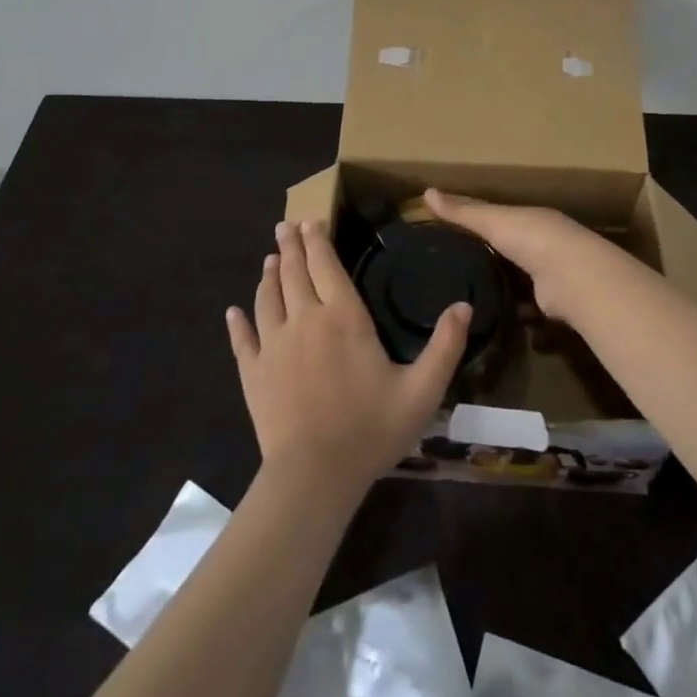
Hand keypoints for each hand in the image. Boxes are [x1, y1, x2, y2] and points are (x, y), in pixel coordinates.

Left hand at [226, 221, 471, 493]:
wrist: (314, 475)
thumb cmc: (371, 429)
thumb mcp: (422, 390)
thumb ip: (446, 346)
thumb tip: (464, 305)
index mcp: (343, 317)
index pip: (326, 265)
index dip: (318, 241)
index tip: (310, 221)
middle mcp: (304, 320)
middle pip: (294, 273)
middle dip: (291, 246)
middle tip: (285, 226)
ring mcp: (274, 345)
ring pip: (267, 298)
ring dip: (269, 275)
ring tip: (270, 259)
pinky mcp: (253, 373)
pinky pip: (242, 340)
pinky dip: (237, 323)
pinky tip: (233, 312)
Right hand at [423, 189, 619, 321]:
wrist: (572, 277)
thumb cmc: (531, 238)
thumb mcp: (492, 220)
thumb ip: (462, 211)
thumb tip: (426, 192)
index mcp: (529, 218)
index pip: (497, 217)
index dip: (474, 221)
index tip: (446, 231)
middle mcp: (541, 243)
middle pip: (507, 248)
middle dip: (486, 256)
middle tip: (448, 268)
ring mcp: (547, 274)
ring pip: (516, 278)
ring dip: (498, 285)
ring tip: (462, 295)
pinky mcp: (548, 303)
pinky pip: (523, 306)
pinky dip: (509, 311)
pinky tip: (485, 317)